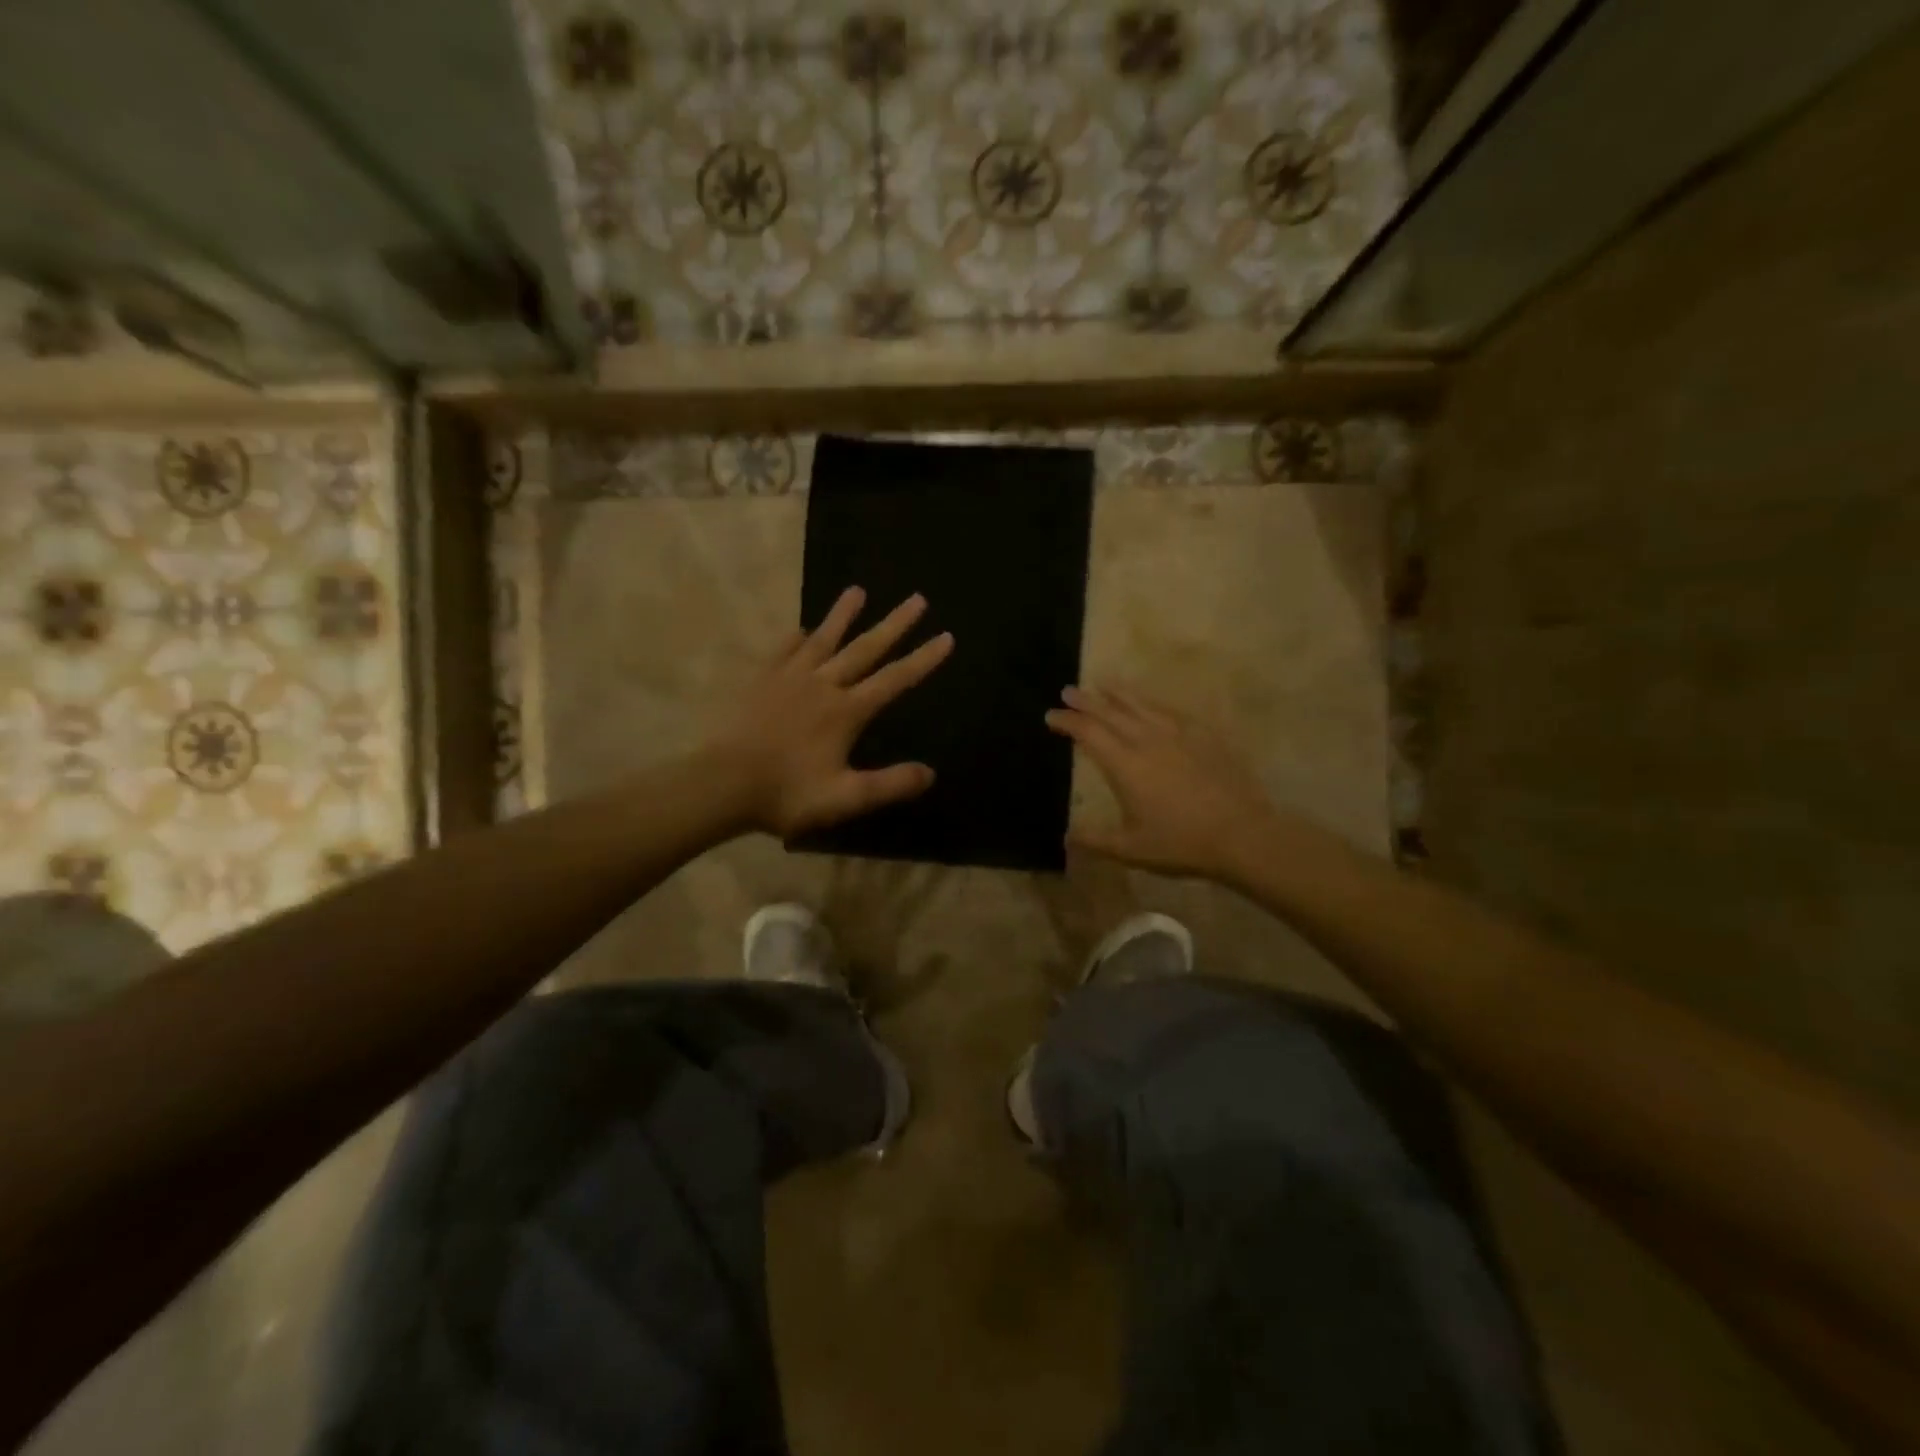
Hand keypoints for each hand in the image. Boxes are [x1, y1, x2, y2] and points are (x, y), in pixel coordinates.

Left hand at [711, 587, 952, 837]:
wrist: (722, 784)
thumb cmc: (786, 794)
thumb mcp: (845, 798)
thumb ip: (889, 784)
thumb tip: (930, 773)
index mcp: (846, 712)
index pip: (895, 680)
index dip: (923, 659)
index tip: (946, 637)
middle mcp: (823, 685)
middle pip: (865, 648)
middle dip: (895, 624)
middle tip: (917, 599)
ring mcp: (789, 678)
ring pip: (823, 639)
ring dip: (843, 615)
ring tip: (858, 590)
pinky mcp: (761, 680)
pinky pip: (783, 651)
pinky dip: (796, 638)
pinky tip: (802, 630)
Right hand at [1047, 685, 1279, 881]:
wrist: (1242, 834)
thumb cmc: (1181, 843)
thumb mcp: (1131, 849)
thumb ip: (1095, 839)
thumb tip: (1066, 835)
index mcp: (1126, 765)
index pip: (1088, 733)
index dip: (1067, 722)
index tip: (1051, 715)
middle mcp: (1147, 740)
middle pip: (1110, 712)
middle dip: (1086, 701)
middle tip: (1068, 691)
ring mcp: (1177, 734)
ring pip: (1140, 704)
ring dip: (1117, 693)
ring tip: (1103, 683)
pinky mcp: (1203, 734)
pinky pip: (1169, 710)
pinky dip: (1150, 702)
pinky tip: (1148, 703)